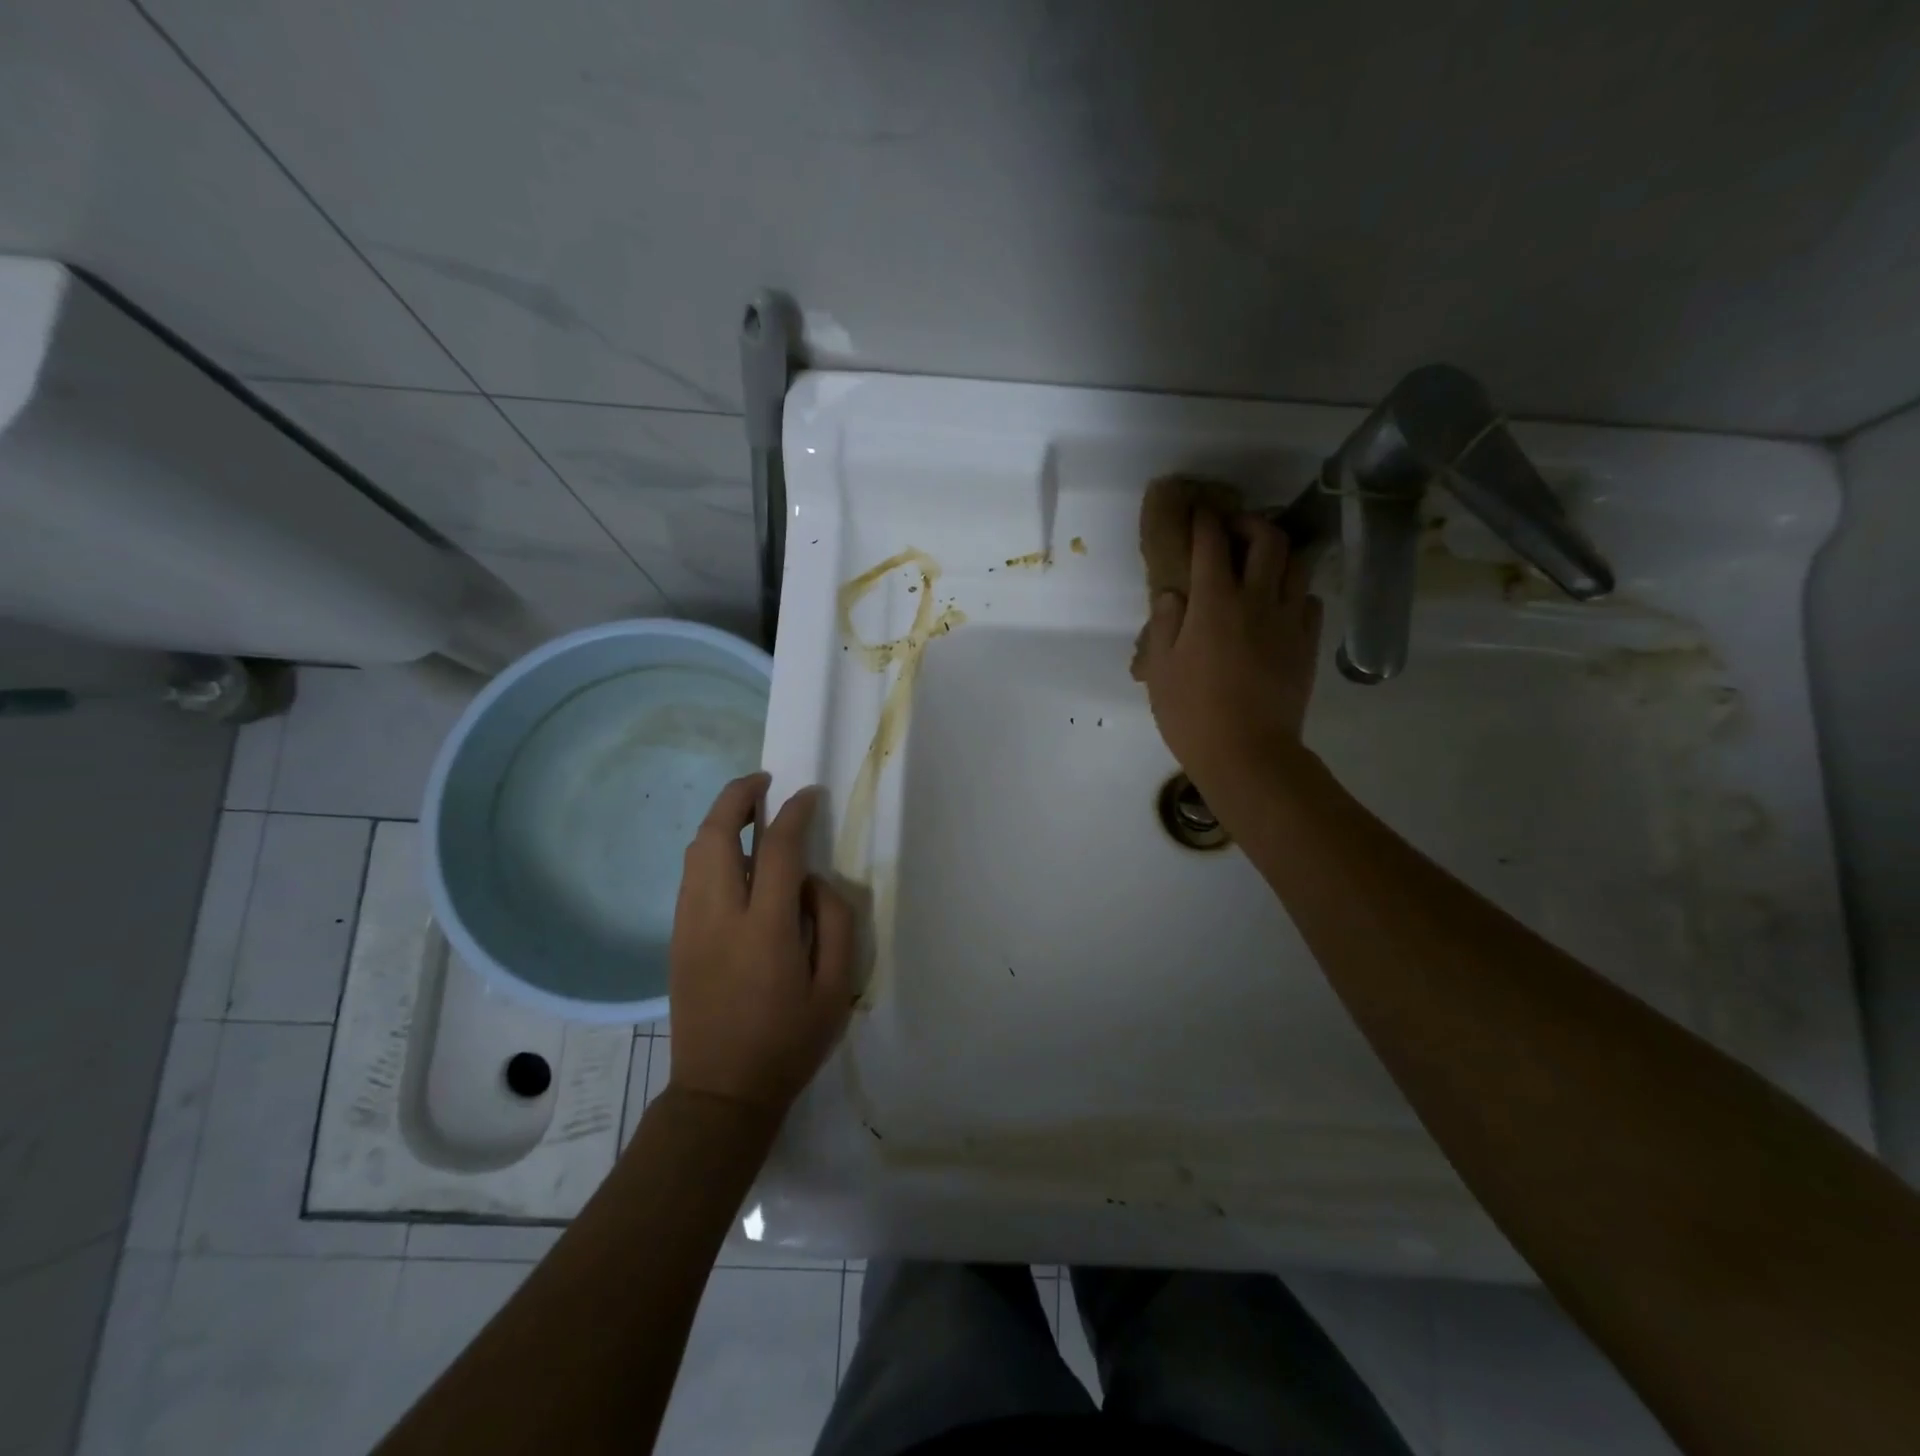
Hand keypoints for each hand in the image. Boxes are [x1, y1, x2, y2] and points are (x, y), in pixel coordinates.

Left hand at [668, 773, 853, 1116]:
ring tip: (750, 813)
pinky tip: (736, 860)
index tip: (809, 795)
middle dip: (737, 797)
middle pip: (715, 836)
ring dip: (720, 822)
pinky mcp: (677, 939)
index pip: (777, 849)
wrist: (720, 1093)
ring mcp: (689, 927)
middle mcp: (718, 916)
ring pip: (695, 852)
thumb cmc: (788, 1043)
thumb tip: (814, 881)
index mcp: (764, 929)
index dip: (794, 813)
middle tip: (763, 783)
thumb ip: (833, 923)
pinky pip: (691, 877)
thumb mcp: (835, 988)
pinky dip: (710, 851)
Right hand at [1136, 508, 1323, 798]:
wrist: (1248, 752)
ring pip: (1296, 564)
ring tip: (1261, 562)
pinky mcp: (1307, 644)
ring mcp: (1288, 621)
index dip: (1204, 521)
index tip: (1199, 513)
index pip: (1211, 544)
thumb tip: (1174, 595)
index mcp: (1214, 603)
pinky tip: (1279, 605)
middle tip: (1233, 531)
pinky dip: (1294, 592)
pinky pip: (1309, 601)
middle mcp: (1256, 600)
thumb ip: (1165, 624)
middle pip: (1267, 539)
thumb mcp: (1160, 670)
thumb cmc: (1192, 713)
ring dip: (1278, 553)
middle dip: (1249, 523)